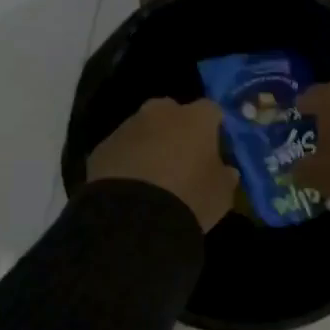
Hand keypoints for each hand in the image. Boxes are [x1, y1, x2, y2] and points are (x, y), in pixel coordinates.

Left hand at [86, 98, 238, 230]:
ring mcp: (127, 127)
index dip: (214, 128)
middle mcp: (160, 113)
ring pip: (144, 129)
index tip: (215, 148)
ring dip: (150, 144)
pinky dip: (127, 160)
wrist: (133, 218)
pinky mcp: (102, 147)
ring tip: (153, 176)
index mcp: (195, 118)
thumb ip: (225, 176)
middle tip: (182, 158)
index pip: (211, 110)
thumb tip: (226, 170)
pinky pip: (121, 149)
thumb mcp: (221, 194)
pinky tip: (130, 186)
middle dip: (177, 130)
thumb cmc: (189, 199)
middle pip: (173, 112)